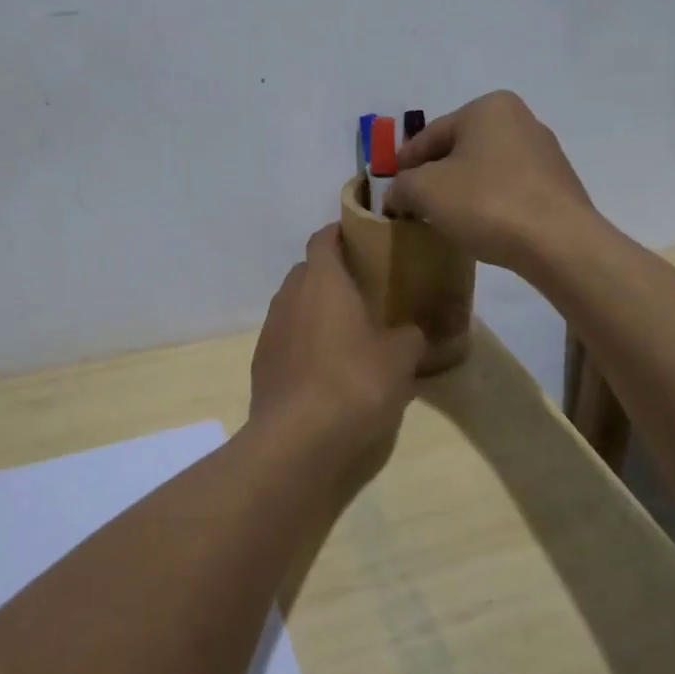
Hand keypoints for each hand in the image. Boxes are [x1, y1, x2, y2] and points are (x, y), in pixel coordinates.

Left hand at [250, 225, 424, 463]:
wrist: (297, 440)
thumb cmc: (354, 382)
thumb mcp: (400, 358)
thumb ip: (410, 336)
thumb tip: (413, 332)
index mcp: (322, 280)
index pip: (324, 238)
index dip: (341, 233)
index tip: (364, 239)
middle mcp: (290, 296)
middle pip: (307, 271)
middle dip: (332, 275)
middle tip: (364, 290)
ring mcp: (270, 330)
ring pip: (295, 305)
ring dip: (316, 310)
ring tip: (347, 332)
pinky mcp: (261, 363)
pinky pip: (286, 338)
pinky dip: (304, 342)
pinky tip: (325, 369)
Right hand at [384, 91, 592, 271]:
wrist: (558, 242)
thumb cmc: (486, 202)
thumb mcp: (425, 191)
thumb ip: (401, 186)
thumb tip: (396, 195)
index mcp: (488, 108)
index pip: (431, 135)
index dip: (404, 163)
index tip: (390, 189)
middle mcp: (520, 119)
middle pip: (460, 149)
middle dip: (435, 176)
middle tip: (414, 204)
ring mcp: (544, 152)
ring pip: (485, 169)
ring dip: (462, 190)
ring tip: (445, 218)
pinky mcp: (558, 185)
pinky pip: (509, 189)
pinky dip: (489, 203)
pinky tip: (480, 225)